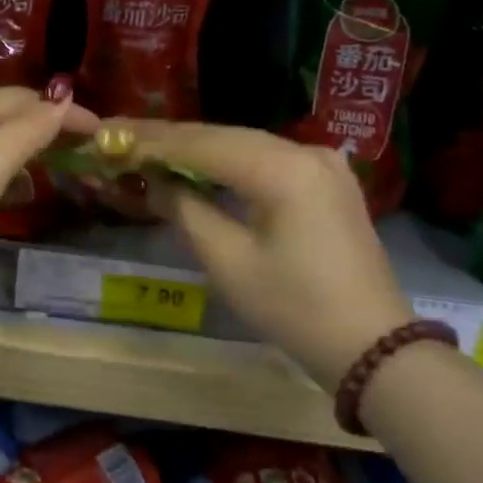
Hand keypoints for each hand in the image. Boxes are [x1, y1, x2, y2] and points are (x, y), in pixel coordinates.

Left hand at [0, 88, 96, 301]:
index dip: (60, 109)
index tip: (101, 131)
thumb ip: (27, 131)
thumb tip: (61, 100)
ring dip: (27, 152)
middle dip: (45, 127)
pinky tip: (19, 196)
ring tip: (61, 168)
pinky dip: (6, 179)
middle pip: (4, 119)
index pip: (20, 98)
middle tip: (85, 148)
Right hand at [124, 121, 411, 389]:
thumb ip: (184, 208)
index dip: (151, 140)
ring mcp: (322, 162)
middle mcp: (306, 151)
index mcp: (283, 169)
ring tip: (146, 148)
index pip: (202, 144)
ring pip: (243, 144)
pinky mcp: (326, 180)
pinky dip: (227, 162)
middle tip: (119, 138)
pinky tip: (196, 164)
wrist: (374, 348)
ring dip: (195, 149)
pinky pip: (265, 160)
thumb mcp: (227, 261)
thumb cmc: (294, 308)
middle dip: (169, 139)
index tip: (108, 135)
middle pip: (222, 136)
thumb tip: (150, 180)